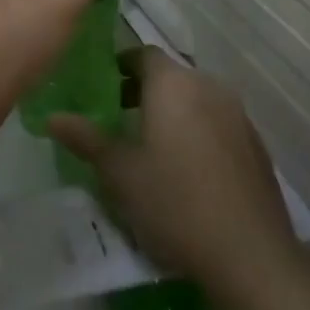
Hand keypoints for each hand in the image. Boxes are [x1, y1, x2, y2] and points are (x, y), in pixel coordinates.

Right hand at [49, 48, 300, 295]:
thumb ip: (86, 139)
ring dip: (173, 112)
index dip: (122, 64)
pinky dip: (198, 132)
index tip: (103, 85)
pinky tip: (188, 171)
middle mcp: (209, 87)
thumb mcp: (120, 173)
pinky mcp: (256, 145)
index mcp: (174, 84)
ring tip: (150, 146)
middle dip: (144, 91)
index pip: (144, 54)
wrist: (250, 255)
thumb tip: (52, 117)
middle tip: (118, 116)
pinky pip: (218, 124)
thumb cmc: (174, 203)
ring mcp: (238, 116)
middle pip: (171, 76)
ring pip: (196, 100)